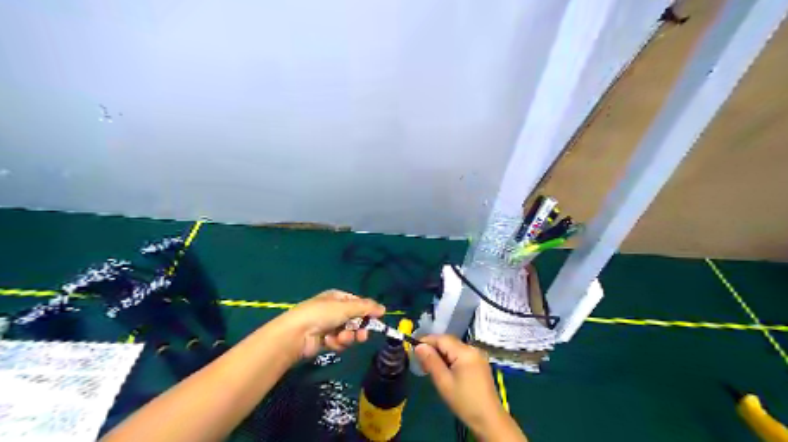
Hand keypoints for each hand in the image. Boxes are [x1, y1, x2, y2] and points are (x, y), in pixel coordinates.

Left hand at [277, 291, 384, 358]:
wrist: (297, 334)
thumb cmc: (322, 314)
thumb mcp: (346, 307)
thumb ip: (366, 308)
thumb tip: (384, 309)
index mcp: (337, 297)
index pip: (358, 303)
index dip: (367, 311)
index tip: (377, 319)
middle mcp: (333, 310)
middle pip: (355, 319)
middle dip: (359, 328)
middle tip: (362, 336)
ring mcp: (328, 326)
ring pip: (348, 332)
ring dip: (347, 337)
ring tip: (341, 338)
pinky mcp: (324, 340)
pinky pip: (338, 342)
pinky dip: (336, 343)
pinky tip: (330, 342)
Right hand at [414, 336, 524, 439]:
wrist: (488, 419)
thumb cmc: (464, 401)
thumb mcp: (443, 382)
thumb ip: (431, 361)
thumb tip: (418, 346)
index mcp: (465, 351)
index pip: (441, 339)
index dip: (426, 341)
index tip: (413, 348)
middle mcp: (472, 349)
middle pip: (448, 342)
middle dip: (433, 348)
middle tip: (420, 361)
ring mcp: (477, 356)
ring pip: (453, 348)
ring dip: (441, 354)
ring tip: (429, 367)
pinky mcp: (479, 363)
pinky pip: (460, 355)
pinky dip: (450, 359)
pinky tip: (444, 370)